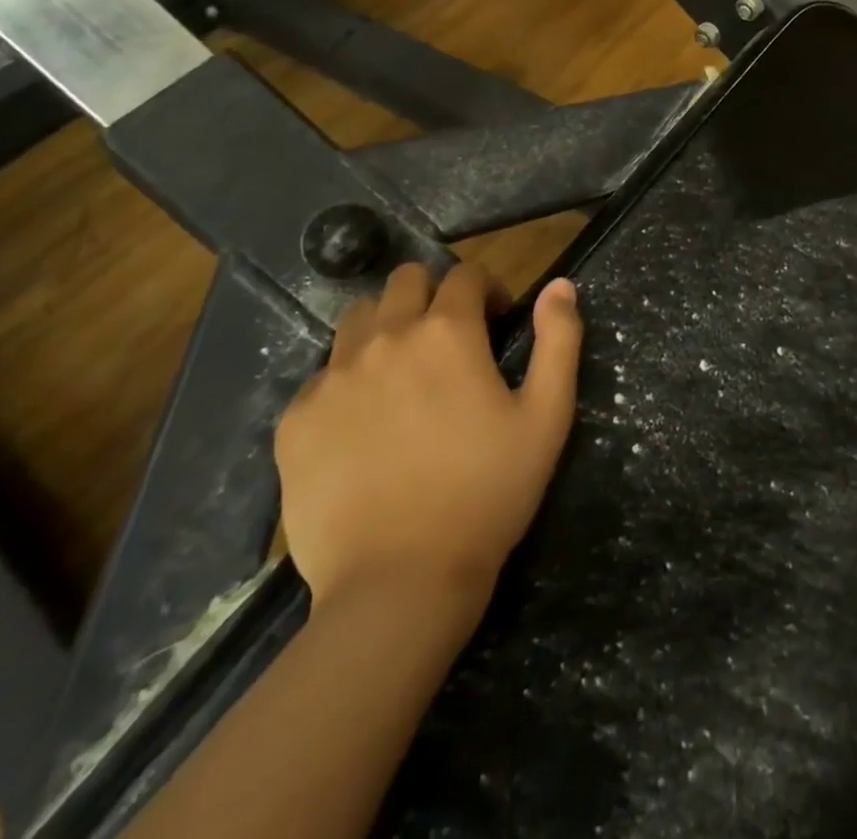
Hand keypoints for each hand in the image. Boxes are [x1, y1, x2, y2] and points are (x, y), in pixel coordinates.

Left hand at [275, 263, 583, 621]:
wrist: (400, 582)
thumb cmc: (488, 492)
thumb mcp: (547, 415)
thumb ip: (559, 340)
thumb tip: (560, 283)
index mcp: (447, 332)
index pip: (465, 274)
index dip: (488, 289)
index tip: (497, 323)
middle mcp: (386, 338)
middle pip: (405, 280)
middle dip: (434, 295)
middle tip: (450, 341)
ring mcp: (333, 378)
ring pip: (359, 318)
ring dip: (387, 327)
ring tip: (404, 374)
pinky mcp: (296, 420)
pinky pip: (322, 375)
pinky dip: (348, 380)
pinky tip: (365, 425)